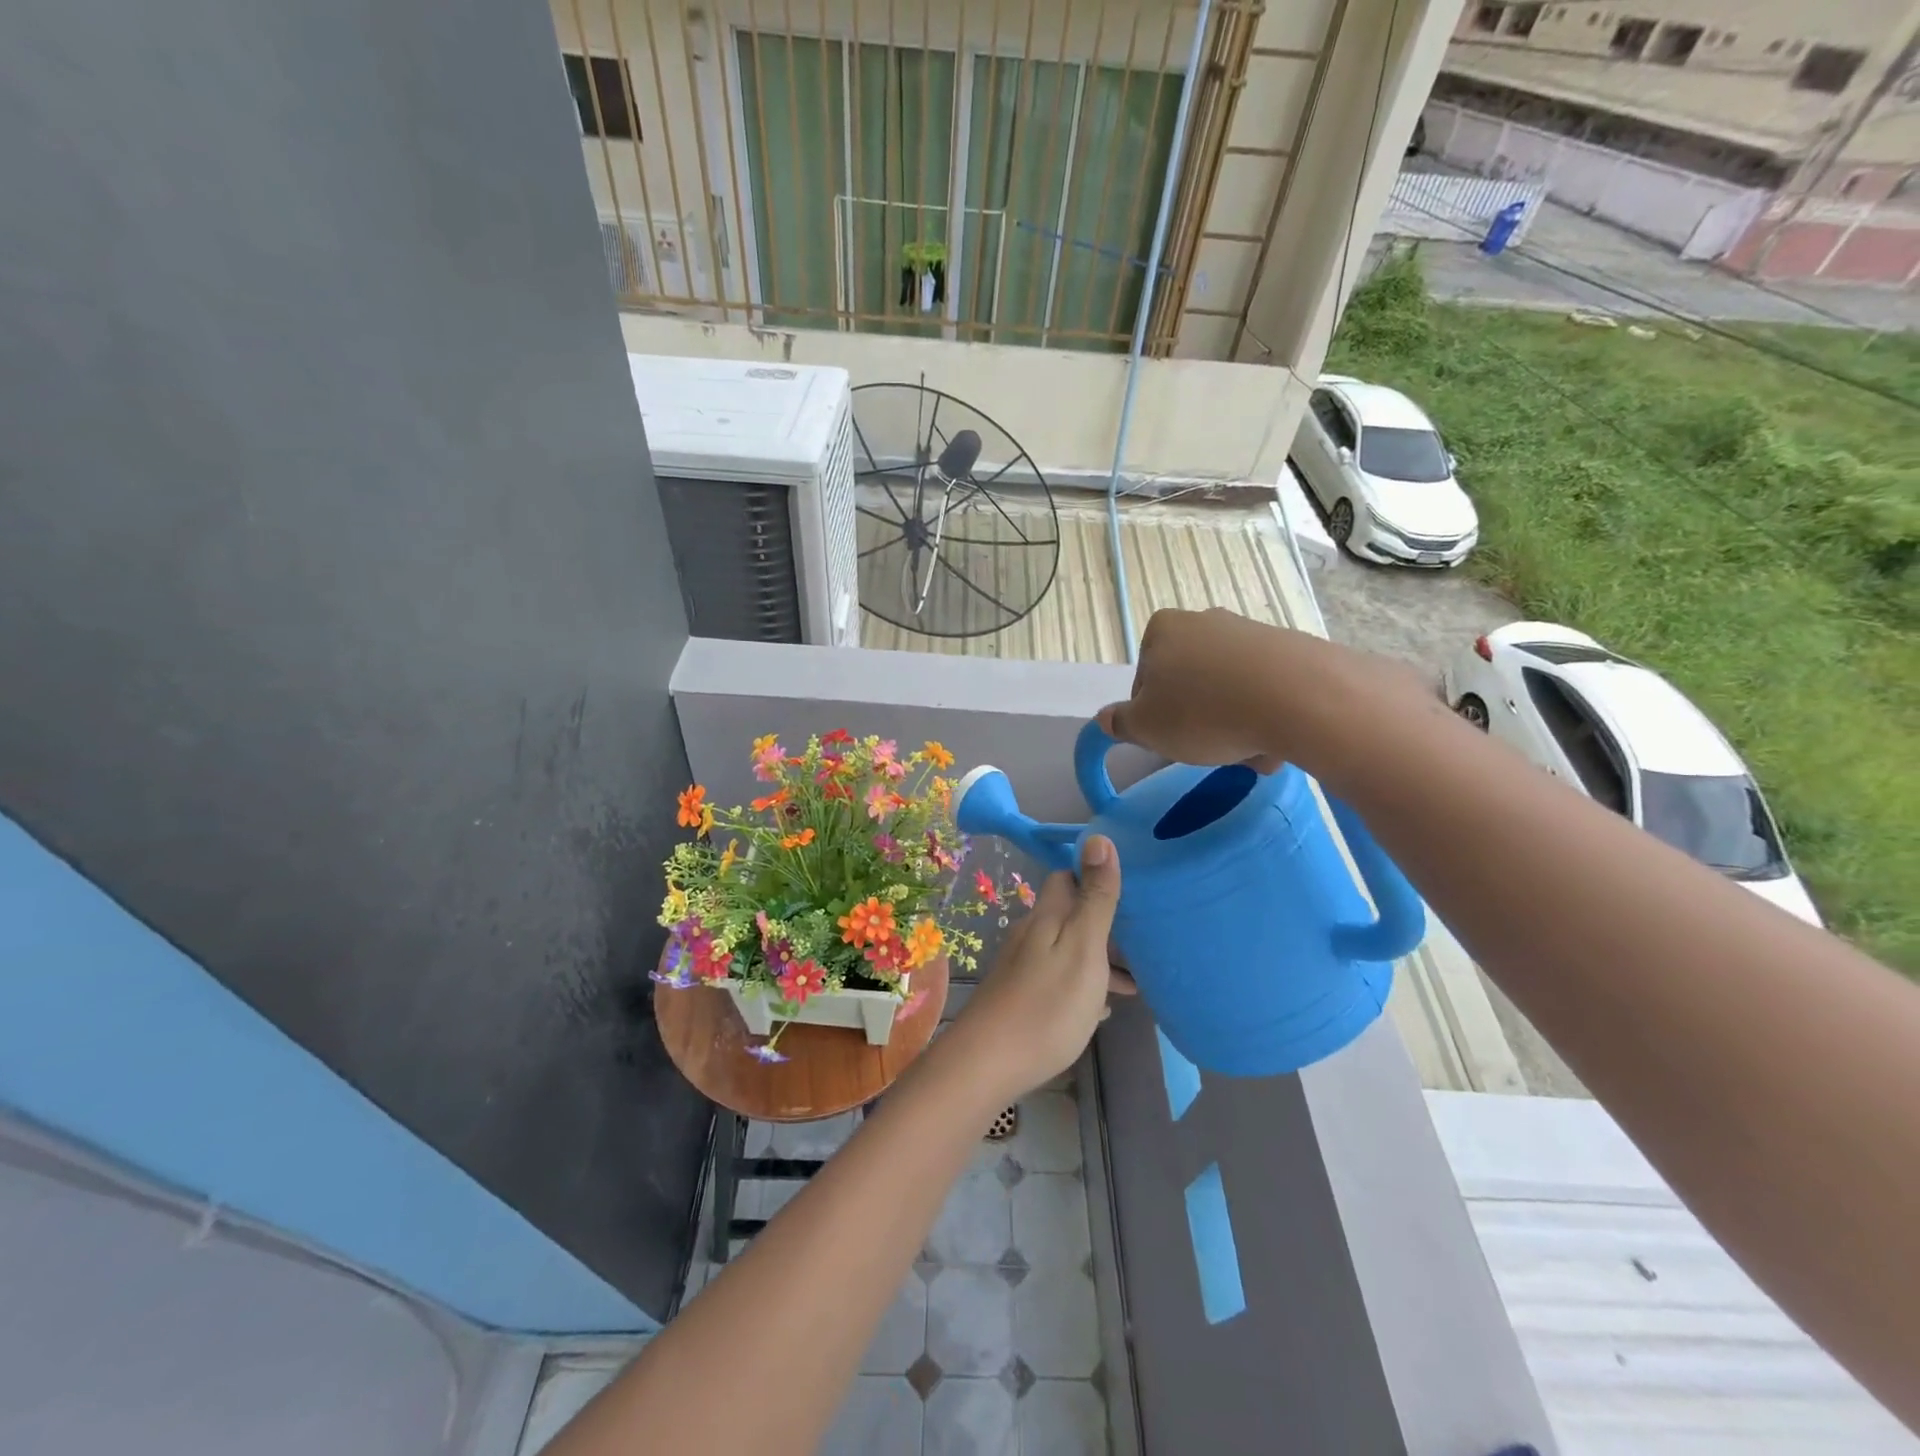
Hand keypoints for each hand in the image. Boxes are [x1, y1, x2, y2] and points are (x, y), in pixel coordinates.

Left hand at [948, 836, 1131, 1105]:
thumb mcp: (1083, 947)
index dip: (1095, 874)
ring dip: (1100, 957)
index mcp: (1048, 917)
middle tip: (1145, 938)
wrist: (988, 1064)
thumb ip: (1094, 897)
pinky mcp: (1022, 997)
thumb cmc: (1047, 1004)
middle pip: (1071, 914)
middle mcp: (1033, 934)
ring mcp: (1025, 967)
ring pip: (1069, 948)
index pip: (1067, 877)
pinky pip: (1061, 978)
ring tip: (1137, 980)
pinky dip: (1085, 983)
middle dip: (1105, 921)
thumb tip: (1098, 837)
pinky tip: (1103, 1007)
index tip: (1132, 884)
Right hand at [1098, 608, 1433, 782]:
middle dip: (1197, 719)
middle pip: (1188, 684)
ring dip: (1233, 723)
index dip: (1153, 716)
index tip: (1171, 738)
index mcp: (1162, 630)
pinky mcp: (1288, 648)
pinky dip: (1264, 715)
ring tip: (1249, 752)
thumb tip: (1106, 718)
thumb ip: (1120, 722)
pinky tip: (1275, 740)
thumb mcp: (1146, 727)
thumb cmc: (1203, 711)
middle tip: (1210, 749)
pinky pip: (1264, 690)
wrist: (1296, 697)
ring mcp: (1249, 631)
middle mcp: (1204, 620)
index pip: (1144, 681)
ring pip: (1228, 690)